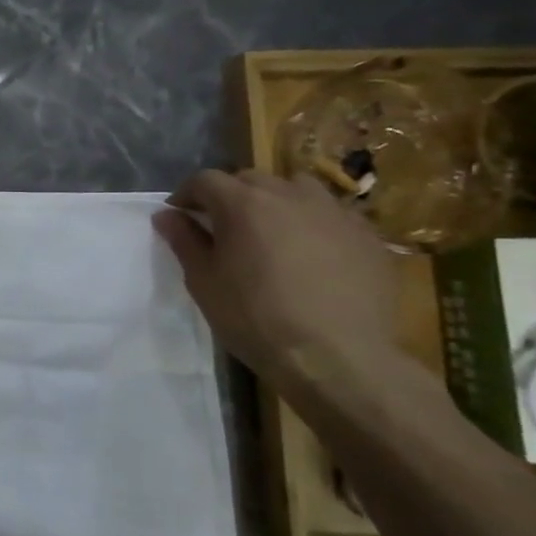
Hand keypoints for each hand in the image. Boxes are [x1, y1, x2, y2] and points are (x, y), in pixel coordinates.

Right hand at [153, 169, 400, 395]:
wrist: (336, 356)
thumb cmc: (254, 317)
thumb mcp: (203, 281)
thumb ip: (184, 240)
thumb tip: (166, 215)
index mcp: (244, 203)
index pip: (206, 180)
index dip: (187, 194)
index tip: (179, 215)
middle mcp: (290, 196)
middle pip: (252, 179)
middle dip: (231, 194)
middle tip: (223, 225)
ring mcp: (335, 214)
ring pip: (299, 189)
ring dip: (278, 201)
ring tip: (272, 230)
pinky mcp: (369, 237)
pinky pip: (334, 216)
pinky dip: (315, 224)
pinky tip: (313, 254)